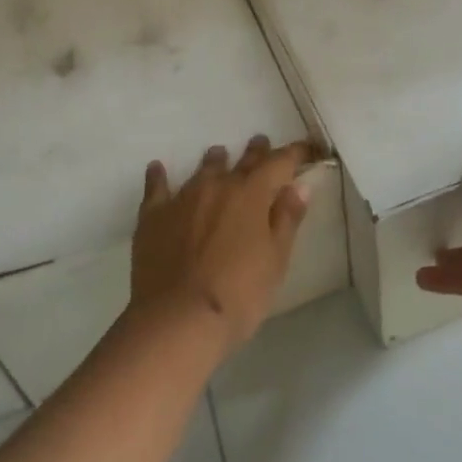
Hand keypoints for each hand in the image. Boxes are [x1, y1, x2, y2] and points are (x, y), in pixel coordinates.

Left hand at [130, 136, 313, 354]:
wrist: (178, 319)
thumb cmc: (238, 295)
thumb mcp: (275, 261)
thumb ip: (287, 220)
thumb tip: (299, 185)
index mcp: (252, 194)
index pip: (279, 163)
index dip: (295, 153)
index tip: (307, 148)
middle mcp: (217, 185)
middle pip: (242, 161)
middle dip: (256, 152)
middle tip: (260, 143)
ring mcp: (183, 197)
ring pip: (203, 169)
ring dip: (215, 161)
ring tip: (219, 154)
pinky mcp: (154, 215)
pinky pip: (156, 187)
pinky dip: (159, 176)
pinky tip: (157, 168)